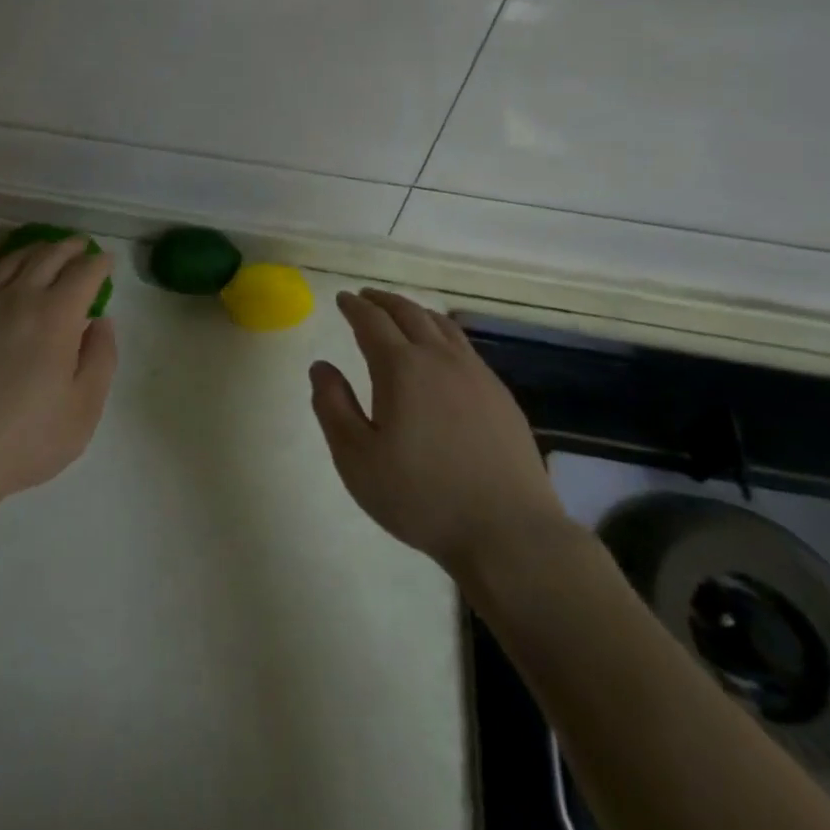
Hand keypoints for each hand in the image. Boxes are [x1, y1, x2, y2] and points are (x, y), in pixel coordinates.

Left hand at [0, 238, 117, 517]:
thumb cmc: (23, 439)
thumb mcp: (83, 410)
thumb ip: (101, 358)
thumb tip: (100, 321)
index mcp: (56, 315)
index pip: (84, 273)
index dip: (99, 263)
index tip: (107, 262)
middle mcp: (19, 297)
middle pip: (48, 256)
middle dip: (69, 247)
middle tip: (80, 246)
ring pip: (11, 260)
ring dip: (35, 250)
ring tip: (45, 250)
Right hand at [310, 288, 570, 599]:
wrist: (508, 532)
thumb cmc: (421, 497)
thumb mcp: (356, 458)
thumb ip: (332, 406)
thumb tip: (321, 366)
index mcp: (401, 368)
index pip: (371, 321)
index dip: (354, 306)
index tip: (342, 298)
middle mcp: (440, 359)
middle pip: (408, 313)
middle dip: (383, 301)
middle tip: (366, 297)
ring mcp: (476, 375)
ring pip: (441, 325)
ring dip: (415, 311)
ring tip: (400, 313)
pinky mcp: (500, 395)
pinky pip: (464, 346)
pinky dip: (442, 333)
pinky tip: (441, 351)